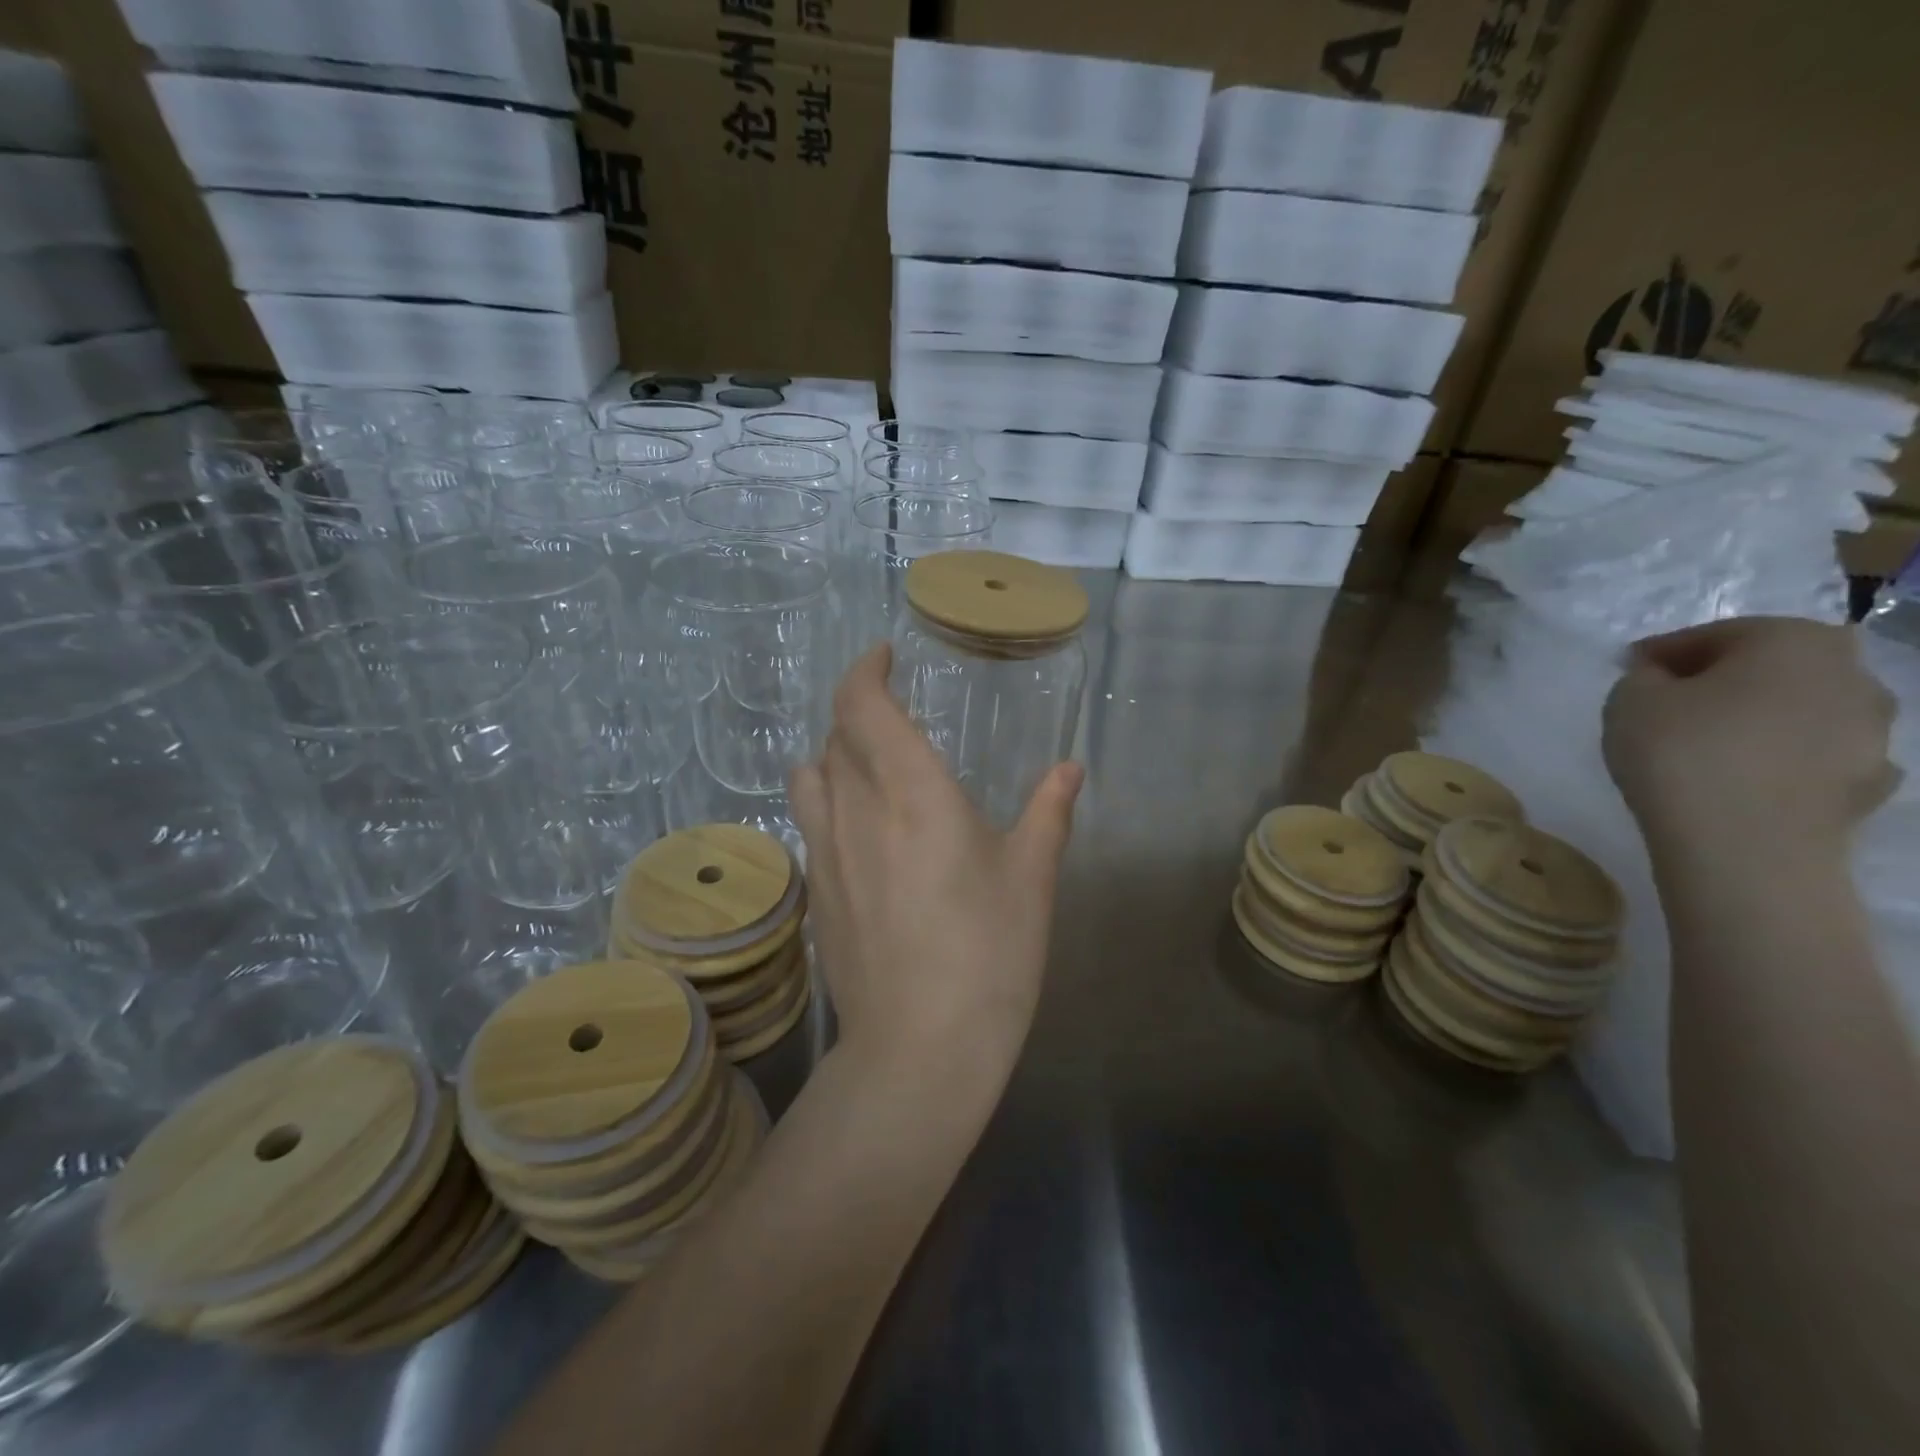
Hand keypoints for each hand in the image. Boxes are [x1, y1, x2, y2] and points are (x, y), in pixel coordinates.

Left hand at [789, 644, 1083, 1077]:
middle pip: (834, 735)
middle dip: (860, 713)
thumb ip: (1048, 812)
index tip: (882, 657)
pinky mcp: (814, 892)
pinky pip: (810, 823)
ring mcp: (825, 852)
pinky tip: (862, 834)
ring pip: (809, 776)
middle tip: (893, 717)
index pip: (862, 705)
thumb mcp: (1031, 877)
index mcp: (912, 790)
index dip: (865, 671)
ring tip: (868, 769)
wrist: (919, 1047)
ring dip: (833, 756)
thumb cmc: (989, 953)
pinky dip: (828, 803)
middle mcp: (857, 808)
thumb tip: (1070, 769)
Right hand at [1602, 616, 1898, 855]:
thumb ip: (1646, 676)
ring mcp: (1875, 732)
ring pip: (1798, 712)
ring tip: (1701, 748)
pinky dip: (1781, 762)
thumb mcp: (1629, 698)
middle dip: (1721, 682)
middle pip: (1770, 668)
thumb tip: (1663, 677)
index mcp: (1794, 639)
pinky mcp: (1871, 784)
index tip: (1627, 673)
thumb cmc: (1681, 753)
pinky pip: (1813, 758)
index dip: (1663, 654)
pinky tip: (1742, 781)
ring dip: (1756, 721)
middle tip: (1667, 707)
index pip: (1714, 634)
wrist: (1745, 847)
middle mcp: (1852, 673)